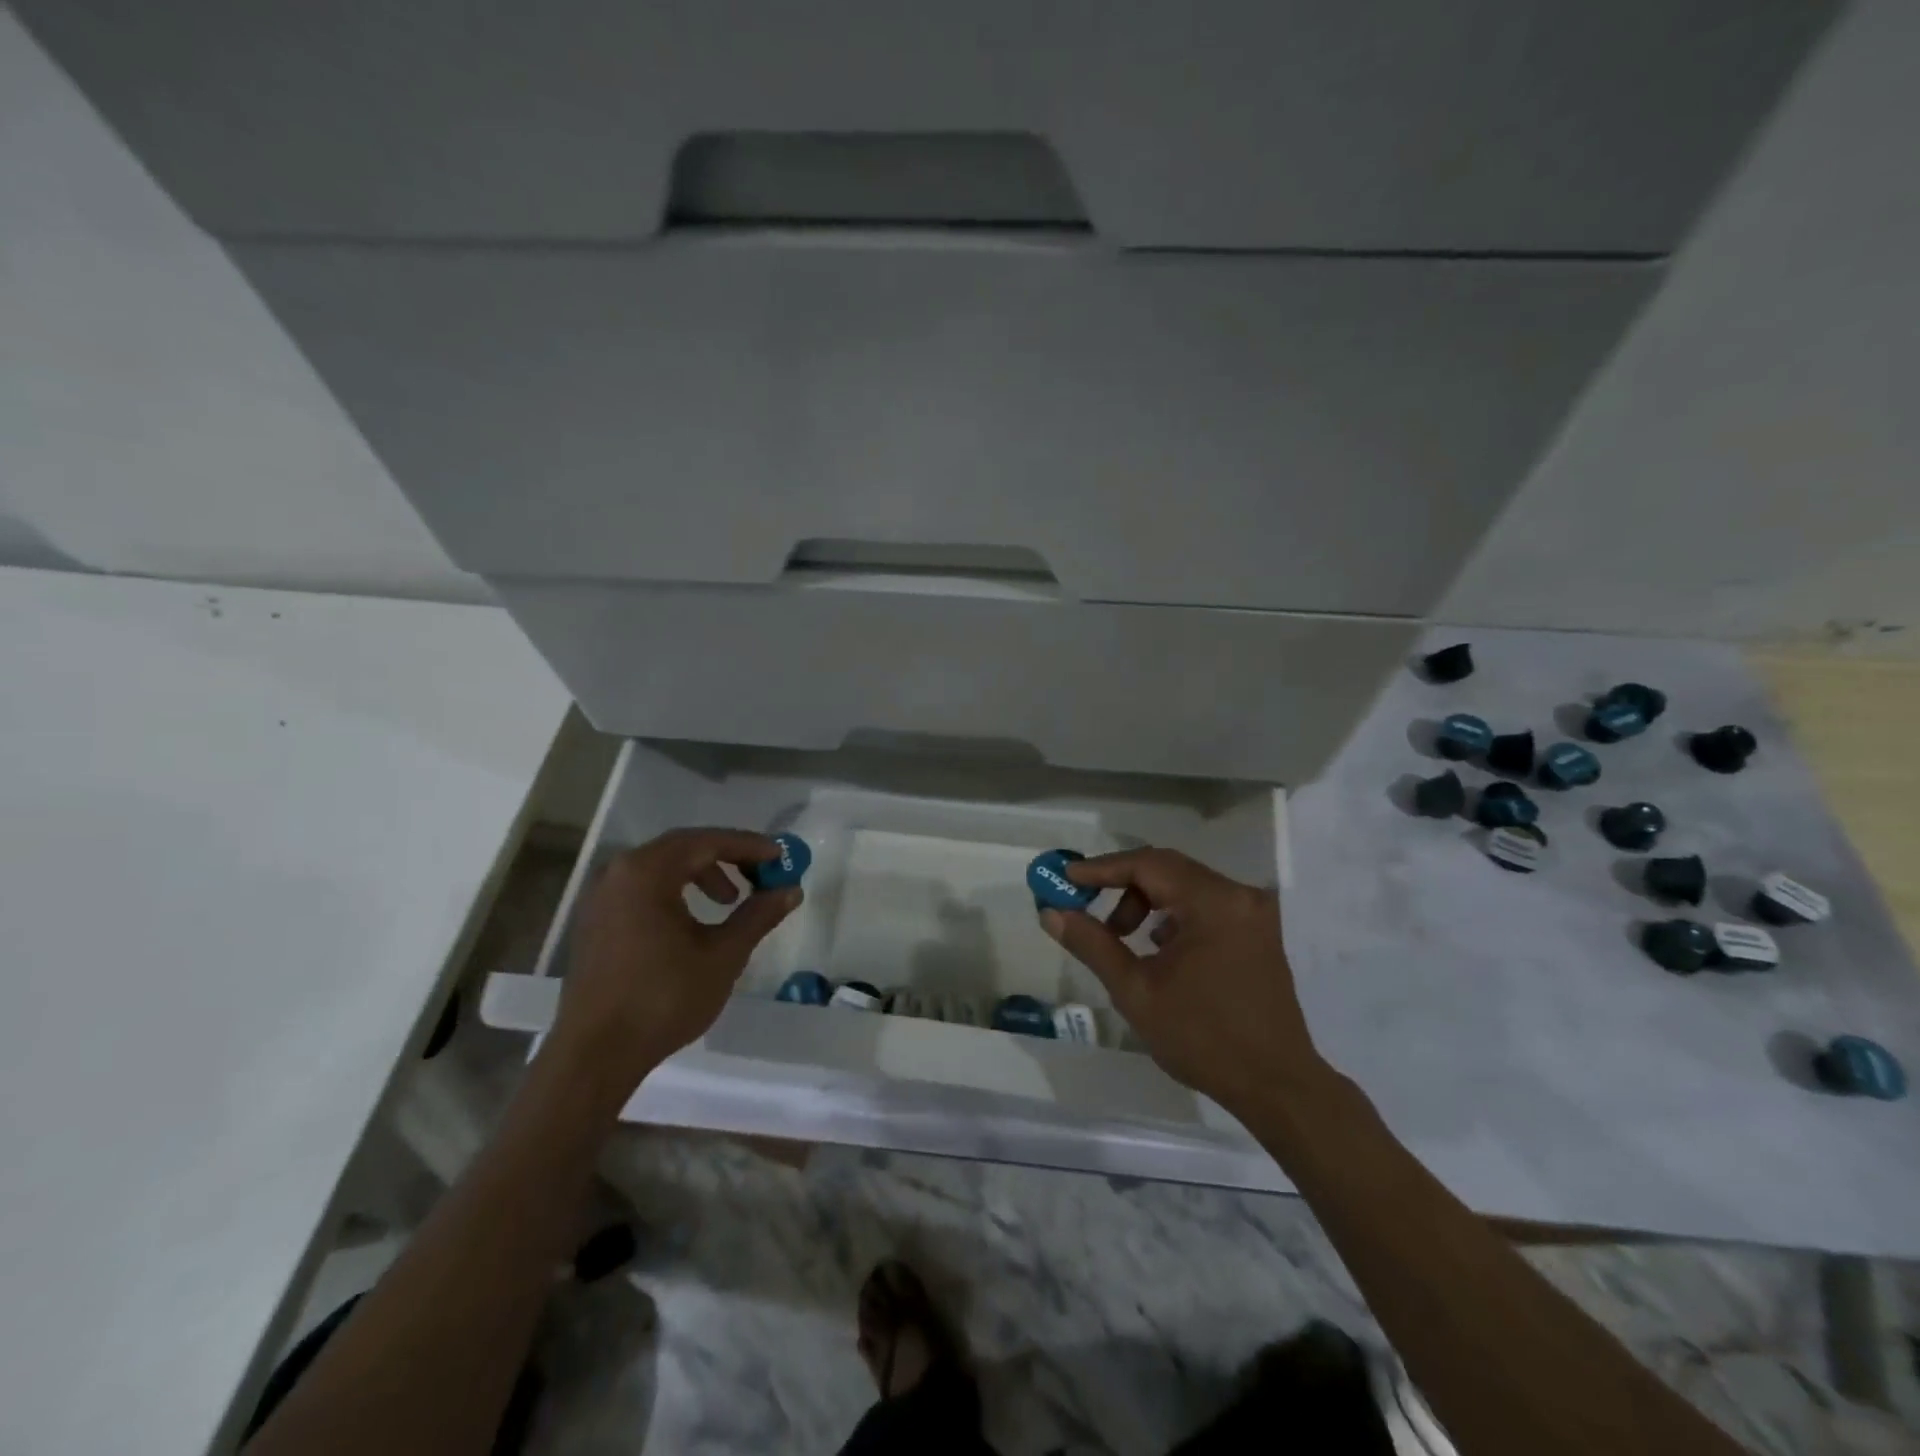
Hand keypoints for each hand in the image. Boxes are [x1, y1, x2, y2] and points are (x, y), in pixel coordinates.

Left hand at [552, 827, 800, 1100]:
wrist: (595, 1055)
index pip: (707, 841)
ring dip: (702, 874)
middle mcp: (618, 872)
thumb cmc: (663, 998)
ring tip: (730, 901)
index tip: (781, 855)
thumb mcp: (723, 955)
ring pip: (662, 868)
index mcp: (646, 872)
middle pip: (683, 848)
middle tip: (761, 874)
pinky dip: (675, 892)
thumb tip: (790, 890)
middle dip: (727, 857)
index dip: (749, 846)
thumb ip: (758, 915)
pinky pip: (643, 888)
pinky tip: (693, 921)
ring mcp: (601, 897)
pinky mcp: (595, 921)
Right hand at [1040, 847, 1323, 1112]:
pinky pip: (1205, 905)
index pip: (1147, 864)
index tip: (1066, 877)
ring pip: (1185, 887)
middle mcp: (1239, 895)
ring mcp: (1253, 913)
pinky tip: (1157, 948)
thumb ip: (1092, 944)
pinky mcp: (1257, 931)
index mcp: (1214, 902)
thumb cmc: (1203, 1038)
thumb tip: (1052, 912)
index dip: (1102, 868)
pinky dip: (1173, 916)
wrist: (1277, 1086)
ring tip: (1121, 939)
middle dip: (1122, 887)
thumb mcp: (1136, 991)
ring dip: (1147, 903)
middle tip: (1085, 906)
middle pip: (1167, 870)